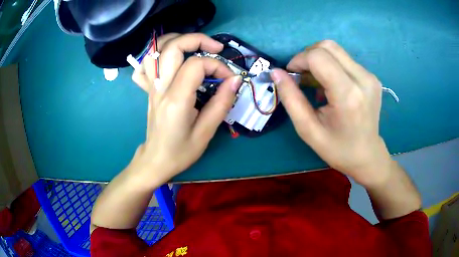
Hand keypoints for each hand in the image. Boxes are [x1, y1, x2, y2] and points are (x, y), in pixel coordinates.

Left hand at [130, 33, 241, 182]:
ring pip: (156, 50)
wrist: (155, 161)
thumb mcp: (206, 132)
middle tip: (216, 48)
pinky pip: (145, 65)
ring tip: (194, 46)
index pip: (196, 65)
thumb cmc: (181, 151)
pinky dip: (156, 56)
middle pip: (173, 46)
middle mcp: (160, 87)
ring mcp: (151, 87)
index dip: (217, 66)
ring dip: (176, 40)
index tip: (229, 79)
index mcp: (176, 99)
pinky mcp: (148, 89)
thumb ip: (222, 103)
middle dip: (197, 39)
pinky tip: (169, 60)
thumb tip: (235, 79)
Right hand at [271, 40, 391, 185]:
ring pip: (336, 50)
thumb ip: (290, 98)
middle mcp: (363, 79)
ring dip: (319, 60)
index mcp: (348, 95)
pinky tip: (330, 85)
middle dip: (307, 56)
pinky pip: (345, 60)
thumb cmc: (337, 148)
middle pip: (328, 46)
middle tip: (301, 75)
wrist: (367, 155)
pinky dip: (331, 66)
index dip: (299, 59)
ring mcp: (370, 76)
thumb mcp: (308, 129)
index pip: (318, 57)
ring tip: (315, 82)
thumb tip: (276, 72)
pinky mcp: (372, 77)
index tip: (291, 74)